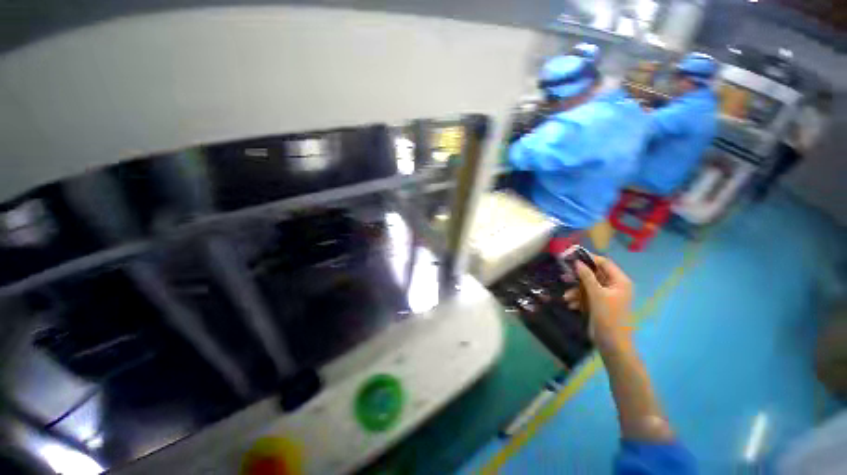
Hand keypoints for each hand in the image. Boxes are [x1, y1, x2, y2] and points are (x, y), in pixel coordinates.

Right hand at [563, 254, 633, 348]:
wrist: (611, 342)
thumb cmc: (608, 316)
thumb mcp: (596, 294)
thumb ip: (587, 277)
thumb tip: (577, 262)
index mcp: (619, 281)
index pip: (604, 263)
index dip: (588, 259)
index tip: (571, 257)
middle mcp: (614, 286)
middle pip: (594, 274)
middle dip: (579, 278)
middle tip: (564, 276)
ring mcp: (607, 295)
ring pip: (588, 286)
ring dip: (576, 290)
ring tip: (566, 297)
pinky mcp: (600, 304)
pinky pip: (587, 295)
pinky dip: (578, 298)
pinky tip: (571, 304)